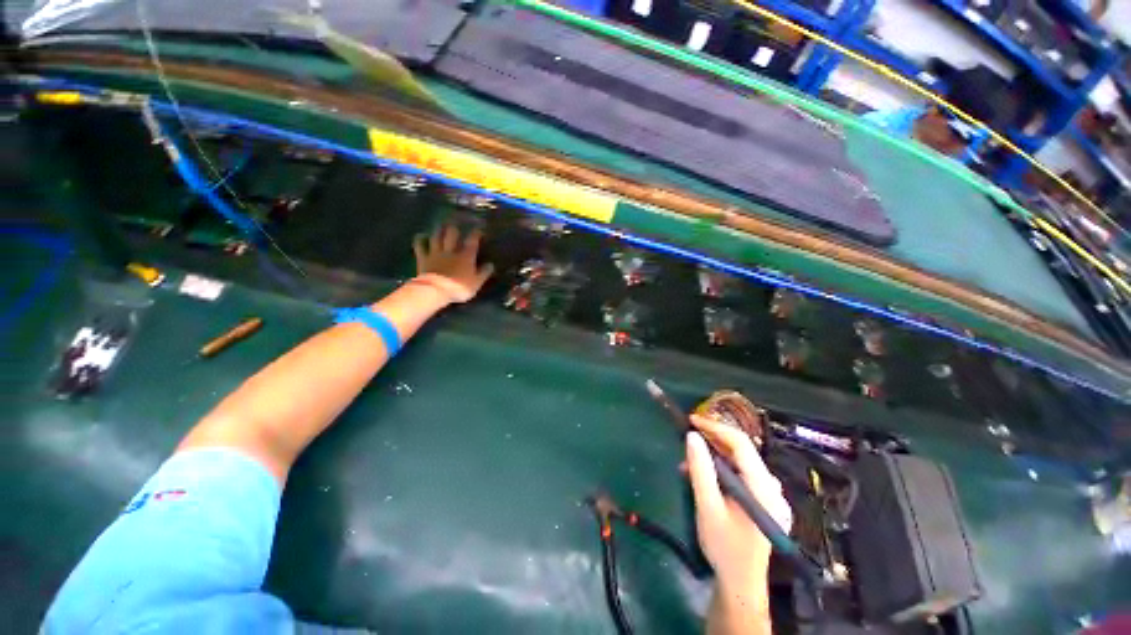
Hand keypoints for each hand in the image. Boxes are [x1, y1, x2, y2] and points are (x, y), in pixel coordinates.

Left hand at [413, 224, 494, 301]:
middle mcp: (451, 251)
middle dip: (455, 228)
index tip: (479, 230)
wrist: (436, 290)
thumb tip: (491, 264)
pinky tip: (420, 236)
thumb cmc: (459, 287)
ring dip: (439, 230)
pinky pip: (420, 246)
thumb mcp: (477, 283)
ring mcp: (435, 253)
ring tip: (440, 225)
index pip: (472, 241)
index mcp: (466, 256)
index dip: (476, 234)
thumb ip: (484, 273)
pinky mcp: (423, 258)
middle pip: (452, 234)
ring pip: (437, 237)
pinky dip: (420, 240)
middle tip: (456, 224)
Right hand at [686, 415, 791, 595]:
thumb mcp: (707, 507)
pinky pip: (742, 475)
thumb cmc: (724, 546)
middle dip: (712, 442)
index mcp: (763, 488)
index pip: (740, 443)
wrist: (741, 582)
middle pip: (741, 451)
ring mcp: (771, 495)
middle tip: (687, 441)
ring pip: (740, 462)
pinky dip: (721, 470)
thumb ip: (700, 470)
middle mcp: (772, 487)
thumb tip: (692, 436)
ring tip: (689, 464)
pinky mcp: (764, 501)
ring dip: (714, 457)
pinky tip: (704, 477)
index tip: (691, 421)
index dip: (715, 427)